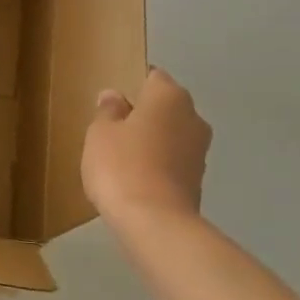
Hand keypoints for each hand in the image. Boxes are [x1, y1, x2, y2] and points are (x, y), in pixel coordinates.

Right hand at [82, 67, 210, 222]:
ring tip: (122, 159)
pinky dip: (158, 165)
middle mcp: (192, 117)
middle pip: (165, 107)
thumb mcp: (100, 133)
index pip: (153, 77)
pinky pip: (174, 161)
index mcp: (169, 96)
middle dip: (144, 115)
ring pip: (171, 135)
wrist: (154, 222)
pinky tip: (136, 179)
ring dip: (153, 141)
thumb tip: (116, 96)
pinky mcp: (198, 179)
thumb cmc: (121, 165)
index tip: (113, 103)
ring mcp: (200, 150)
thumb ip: (108, 111)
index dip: (133, 86)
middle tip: (113, 130)